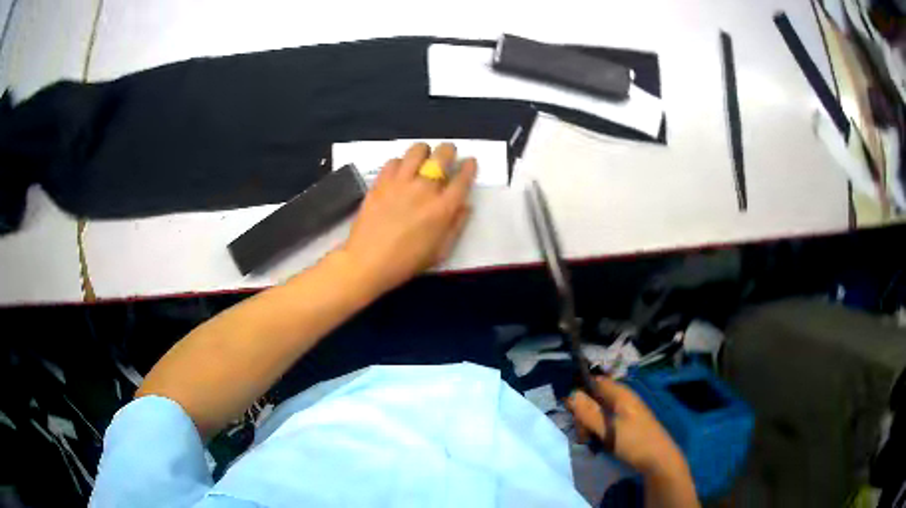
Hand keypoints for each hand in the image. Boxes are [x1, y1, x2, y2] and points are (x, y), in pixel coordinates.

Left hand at [339, 142, 476, 295]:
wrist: (368, 261)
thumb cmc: (406, 262)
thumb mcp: (440, 251)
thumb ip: (456, 226)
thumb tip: (465, 205)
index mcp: (443, 208)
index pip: (462, 178)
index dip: (469, 167)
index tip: (469, 162)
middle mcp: (424, 189)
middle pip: (442, 156)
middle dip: (448, 151)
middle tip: (447, 155)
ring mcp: (400, 183)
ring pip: (417, 151)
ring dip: (424, 151)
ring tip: (423, 157)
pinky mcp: (380, 182)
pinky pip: (393, 161)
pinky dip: (400, 162)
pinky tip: (400, 170)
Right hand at [566, 377, 688, 479]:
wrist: (658, 459)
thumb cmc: (634, 442)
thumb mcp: (608, 430)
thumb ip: (589, 413)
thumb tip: (571, 394)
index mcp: (620, 394)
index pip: (594, 382)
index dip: (580, 393)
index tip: (570, 412)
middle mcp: (622, 398)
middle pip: (595, 398)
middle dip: (584, 415)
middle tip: (583, 435)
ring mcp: (625, 411)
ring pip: (599, 411)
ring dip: (590, 425)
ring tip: (589, 442)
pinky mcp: (626, 423)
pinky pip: (606, 420)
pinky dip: (599, 430)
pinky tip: (598, 442)